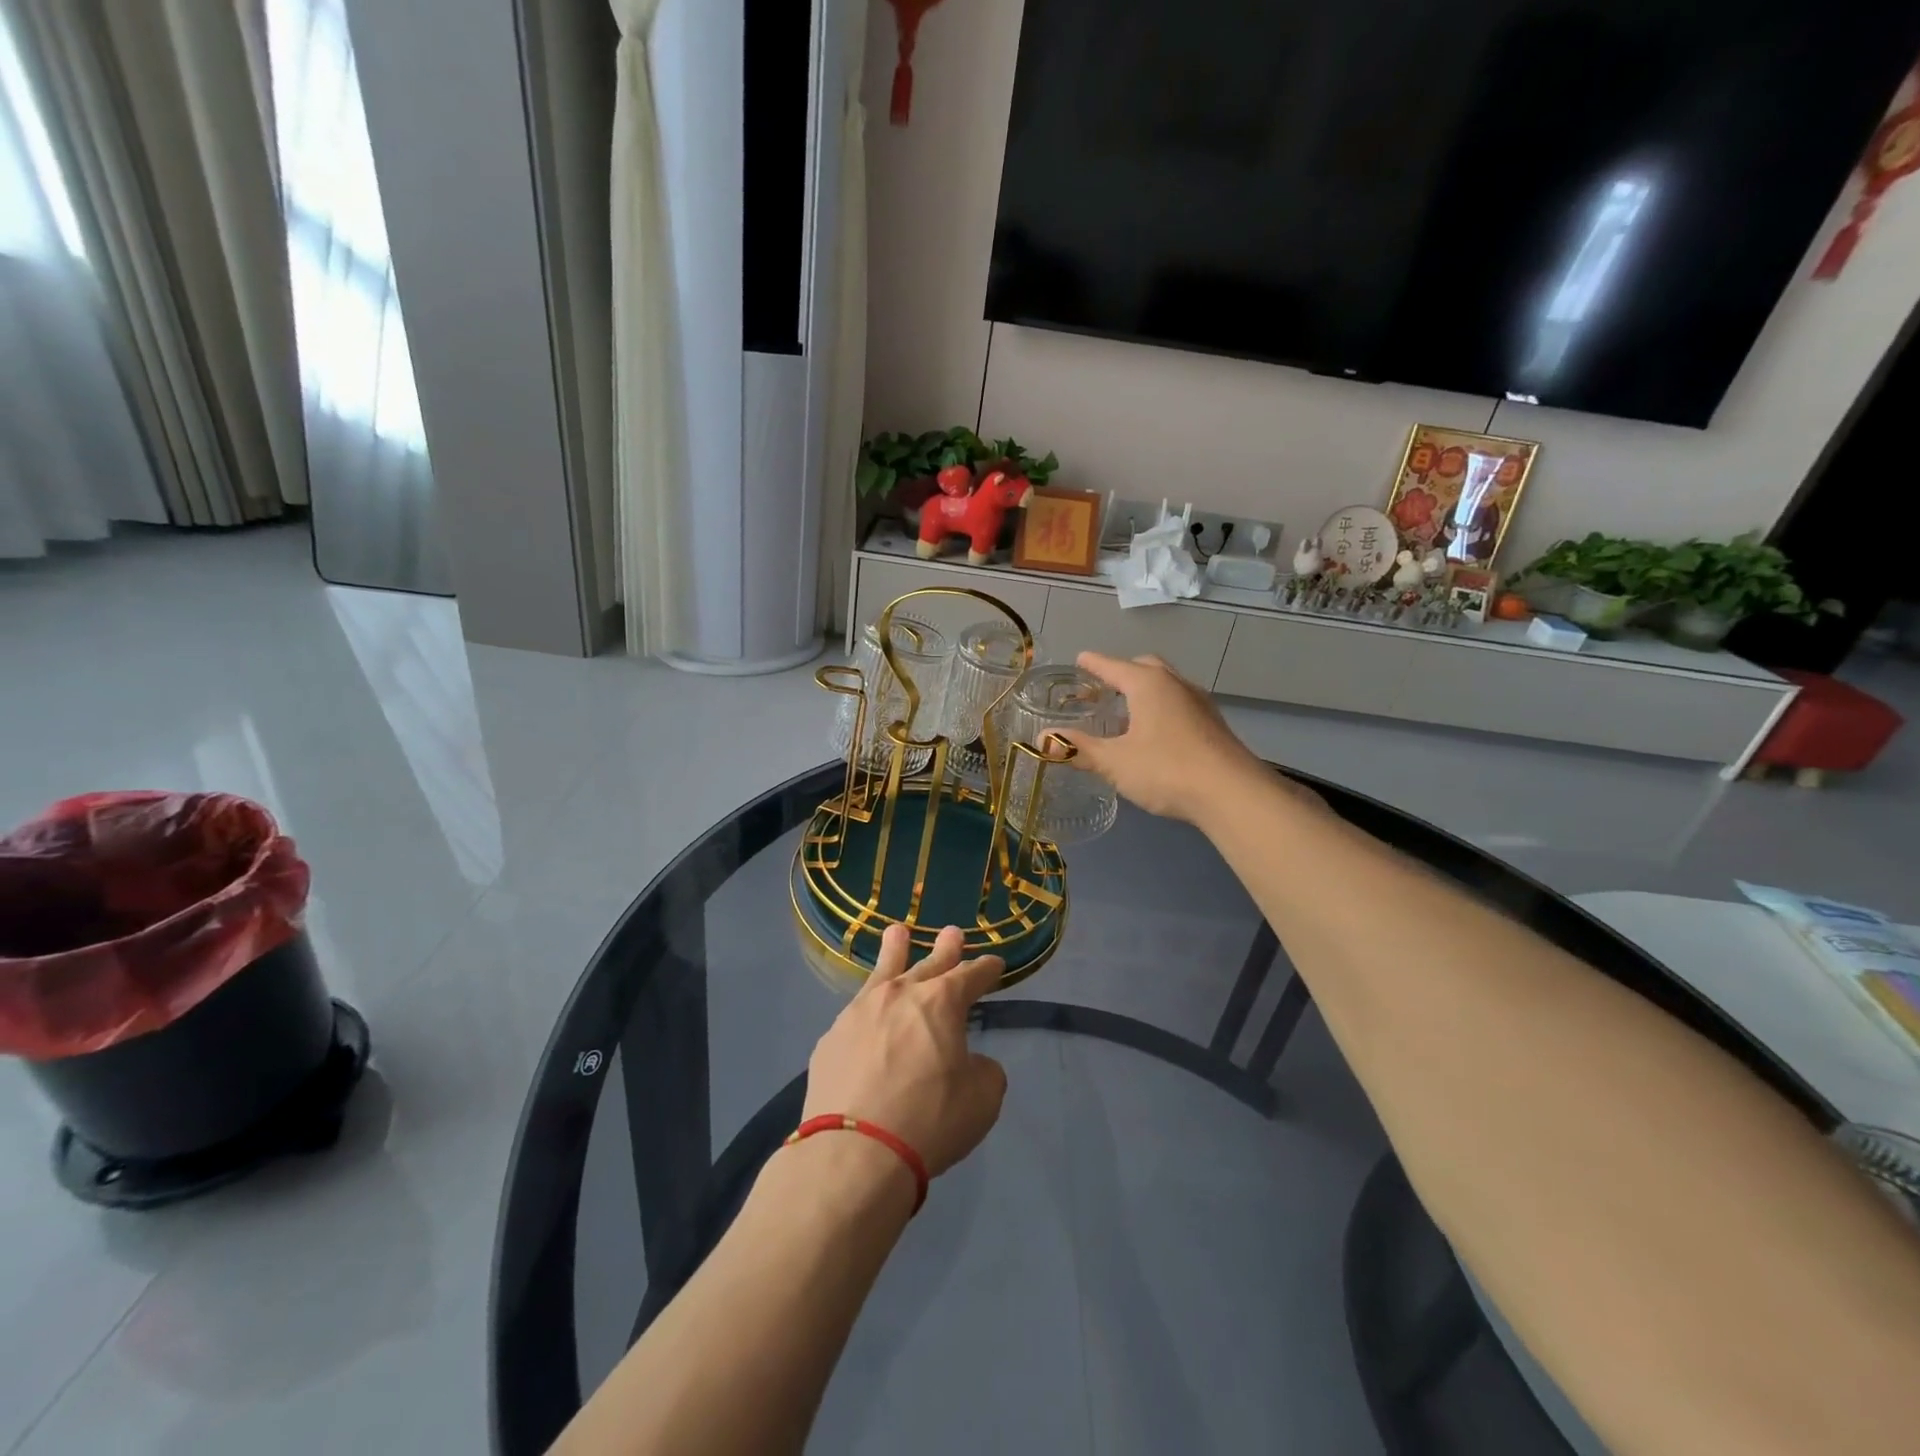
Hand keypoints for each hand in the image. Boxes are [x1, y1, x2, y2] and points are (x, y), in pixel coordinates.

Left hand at [803, 924, 1007, 1178]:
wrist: (855, 1152)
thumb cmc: (929, 1121)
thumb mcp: (981, 1100)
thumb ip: (982, 1071)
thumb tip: (968, 1062)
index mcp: (941, 1002)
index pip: (972, 975)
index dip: (986, 969)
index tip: (995, 963)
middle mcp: (900, 995)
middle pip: (928, 964)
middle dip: (945, 949)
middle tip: (952, 933)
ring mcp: (860, 1012)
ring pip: (882, 972)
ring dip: (894, 951)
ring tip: (896, 933)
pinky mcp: (832, 1038)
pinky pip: (856, 1014)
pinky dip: (868, 1008)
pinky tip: (866, 1012)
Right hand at [1057, 652, 1272, 823]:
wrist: (1232, 793)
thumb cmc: (1166, 769)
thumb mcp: (1114, 761)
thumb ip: (1079, 748)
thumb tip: (1043, 738)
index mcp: (1148, 684)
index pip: (1113, 665)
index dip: (1093, 664)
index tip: (1079, 660)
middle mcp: (1175, 684)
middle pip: (1144, 667)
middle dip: (1122, 672)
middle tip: (1103, 688)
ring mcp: (1199, 703)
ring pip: (1166, 685)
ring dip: (1144, 691)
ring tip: (1125, 712)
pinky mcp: (1213, 724)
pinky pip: (1179, 704)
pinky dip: (1161, 708)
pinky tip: (1154, 734)